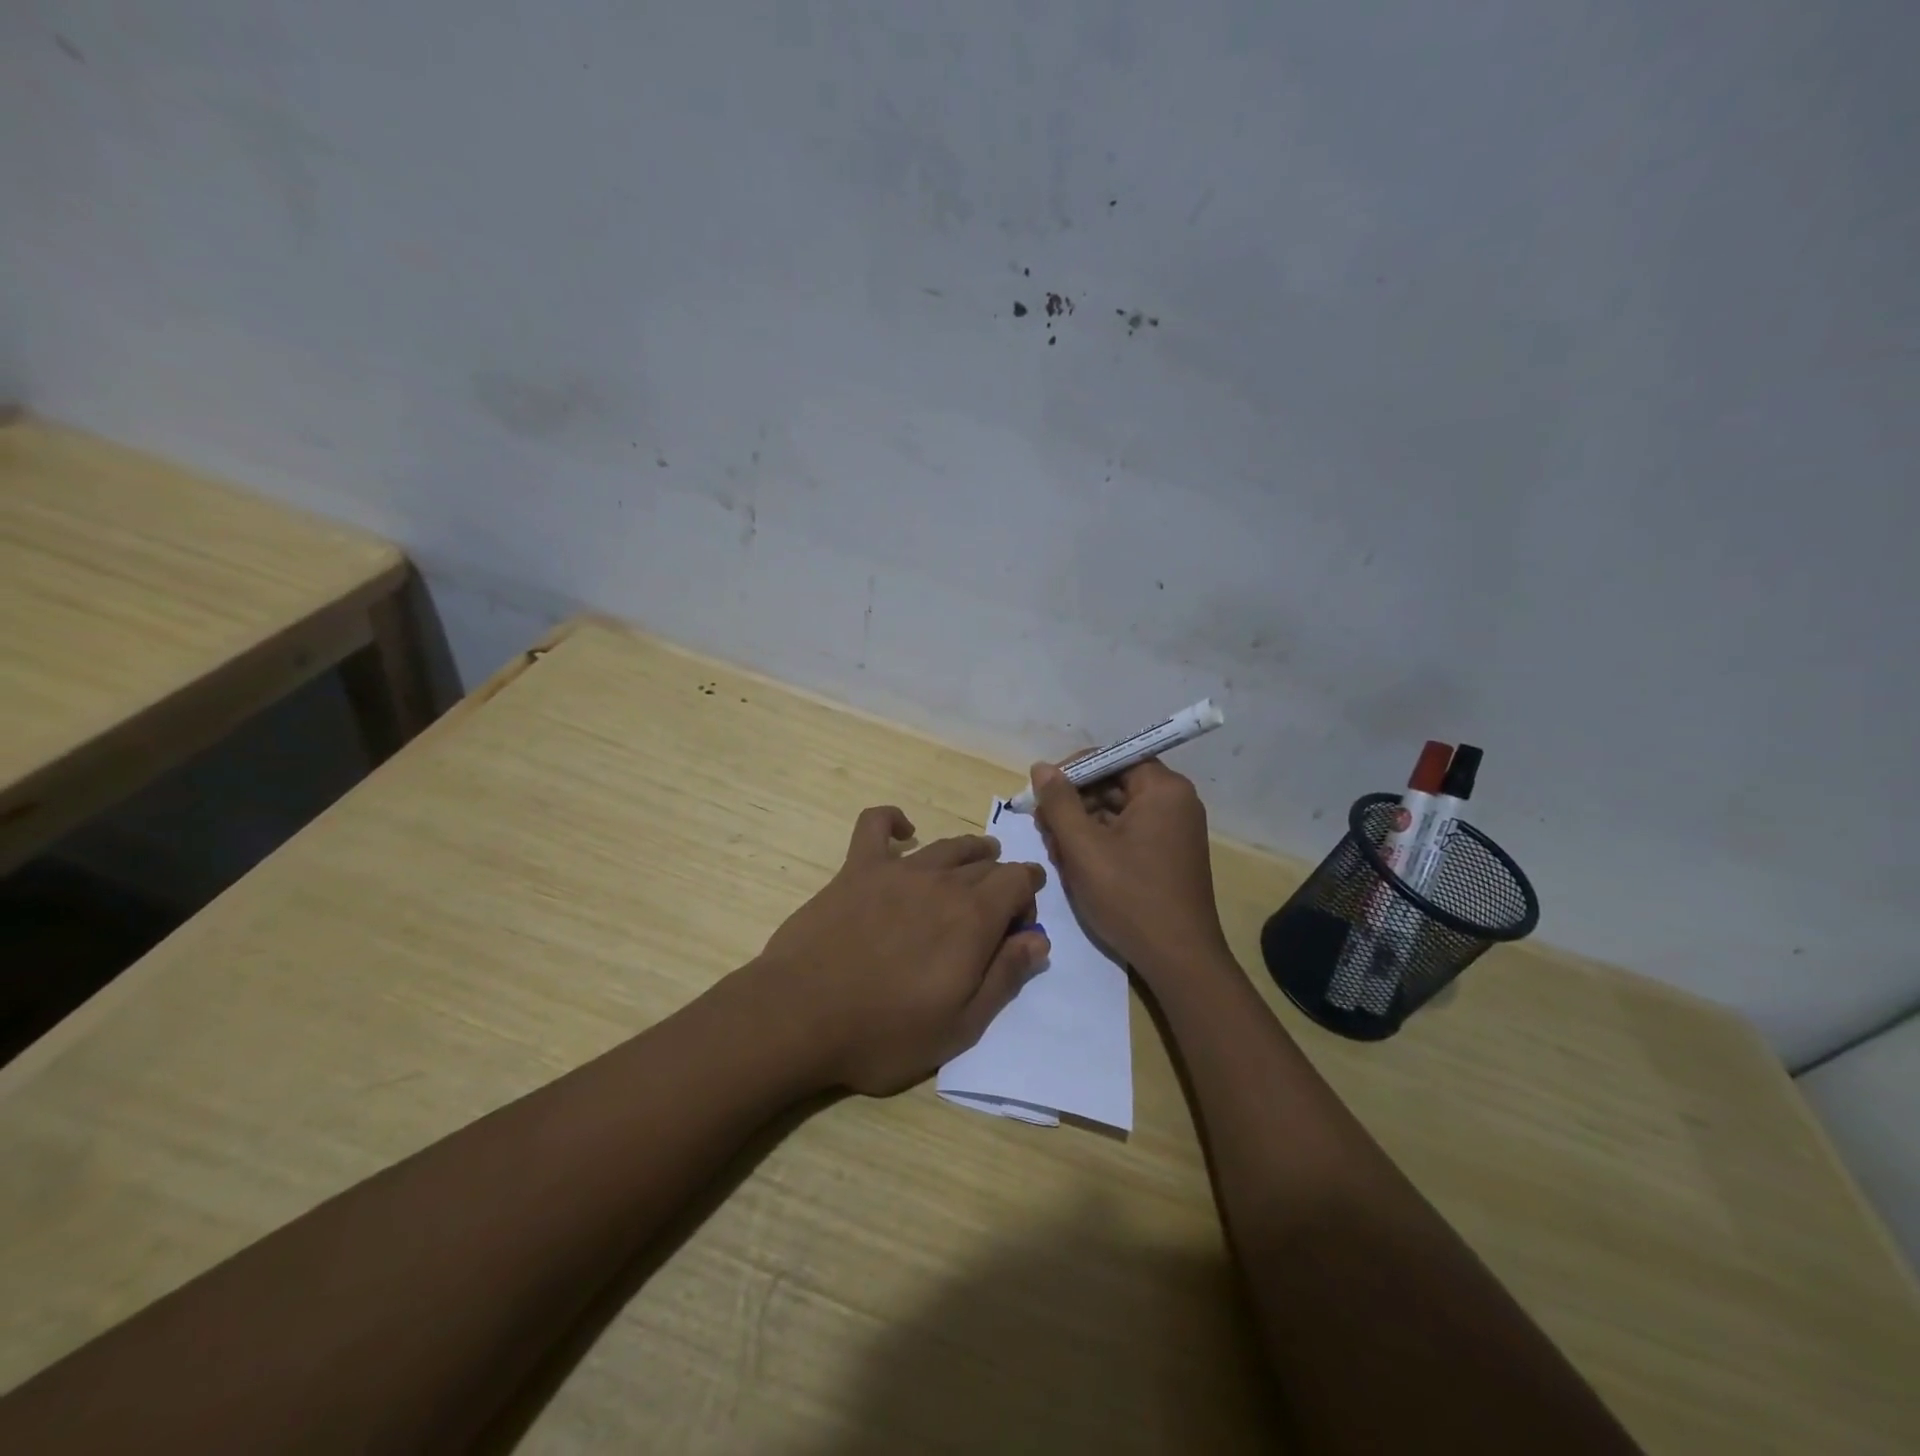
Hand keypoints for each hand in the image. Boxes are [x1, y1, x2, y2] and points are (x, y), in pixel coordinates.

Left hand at [754, 806, 1047, 1095]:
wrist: (801, 1015)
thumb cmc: (885, 1032)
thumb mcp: (961, 1026)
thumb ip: (1005, 977)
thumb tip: (1039, 940)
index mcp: (973, 917)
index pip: (1019, 880)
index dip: (1029, 895)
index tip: (1022, 920)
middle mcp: (942, 881)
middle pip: (986, 864)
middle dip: (1001, 881)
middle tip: (995, 909)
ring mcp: (897, 869)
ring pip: (946, 845)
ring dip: (969, 850)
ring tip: (975, 858)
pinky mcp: (857, 868)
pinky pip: (876, 824)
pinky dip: (893, 820)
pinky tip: (903, 830)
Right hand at [1029, 759, 1230, 985]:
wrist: (1179, 959)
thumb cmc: (1129, 897)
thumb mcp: (1084, 848)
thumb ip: (1059, 803)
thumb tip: (1042, 767)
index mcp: (1163, 789)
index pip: (1111, 758)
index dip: (1072, 771)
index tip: (1041, 792)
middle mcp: (1175, 802)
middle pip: (1114, 783)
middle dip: (1074, 802)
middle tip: (1042, 826)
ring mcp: (1175, 830)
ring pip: (1117, 810)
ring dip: (1083, 824)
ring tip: (1055, 849)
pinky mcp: (1169, 854)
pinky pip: (1129, 832)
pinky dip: (1101, 842)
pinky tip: (1075, 862)